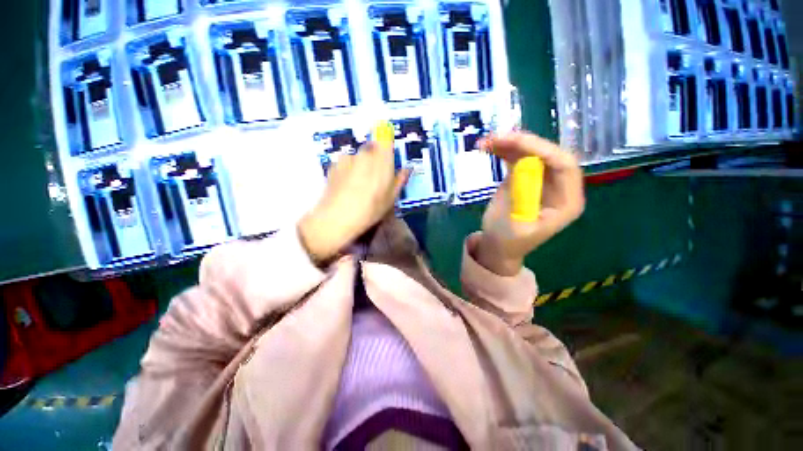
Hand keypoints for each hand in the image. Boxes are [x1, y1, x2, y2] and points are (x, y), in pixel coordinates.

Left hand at [299, 137, 410, 264]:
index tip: (388, 155)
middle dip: (375, 158)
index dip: (387, 143)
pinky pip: (346, 163)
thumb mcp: (391, 198)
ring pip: (358, 157)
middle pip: (372, 148)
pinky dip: (348, 171)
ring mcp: (346, 158)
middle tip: (375, 179)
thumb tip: (407, 169)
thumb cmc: (371, 208)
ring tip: (359, 186)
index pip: (385, 138)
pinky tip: (347, 187)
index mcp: (381, 159)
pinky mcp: (333, 165)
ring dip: (360, 165)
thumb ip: (400, 180)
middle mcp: (363, 153)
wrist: (337, 217)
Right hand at [475, 132, 584, 275]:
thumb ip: (521, 196)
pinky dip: (503, 150)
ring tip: (486, 142)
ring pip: (531, 152)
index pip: (565, 166)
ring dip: (509, 143)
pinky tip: (488, 147)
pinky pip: (517, 158)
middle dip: (522, 143)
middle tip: (496, 138)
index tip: (516, 144)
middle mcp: (558, 186)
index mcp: (566, 201)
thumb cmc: (507, 241)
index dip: (544, 150)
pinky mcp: (524, 177)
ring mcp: (541, 180)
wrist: (497, 246)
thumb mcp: (514, 224)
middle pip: (547, 154)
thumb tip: (522, 165)